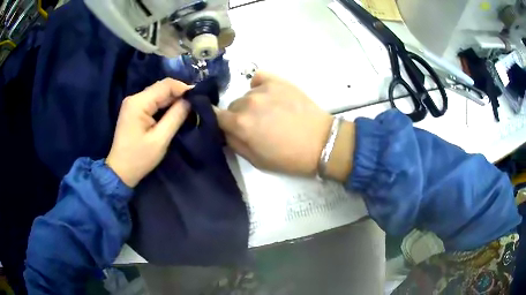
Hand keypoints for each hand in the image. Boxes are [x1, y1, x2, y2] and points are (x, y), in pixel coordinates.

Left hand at [106, 78, 190, 186]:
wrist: (120, 171)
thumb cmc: (139, 158)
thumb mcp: (160, 139)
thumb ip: (176, 116)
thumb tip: (190, 101)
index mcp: (139, 102)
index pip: (166, 85)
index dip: (183, 88)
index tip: (198, 98)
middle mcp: (134, 98)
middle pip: (161, 88)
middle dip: (179, 94)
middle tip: (195, 105)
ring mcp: (133, 103)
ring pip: (158, 94)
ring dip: (173, 100)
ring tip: (187, 109)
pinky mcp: (134, 110)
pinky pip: (153, 101)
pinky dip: (164, 105)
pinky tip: (173, 112)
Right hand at [215, 72, 332, 175]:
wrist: (321, 143)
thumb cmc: (289, 158)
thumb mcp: (256, 161)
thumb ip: (234, 143)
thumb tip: (224, 131)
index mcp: (240, 124)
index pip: (215, 115)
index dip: (219, 122)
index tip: (226, 127)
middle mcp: (248, 102)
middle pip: (233, 106)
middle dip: (238, 116)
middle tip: (256, 126)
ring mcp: (264, 89)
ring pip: (247, 95)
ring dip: (252, 104)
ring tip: (271, 113)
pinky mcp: (279, 81)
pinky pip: (259, 78)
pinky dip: (259, 85)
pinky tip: (269, 95)